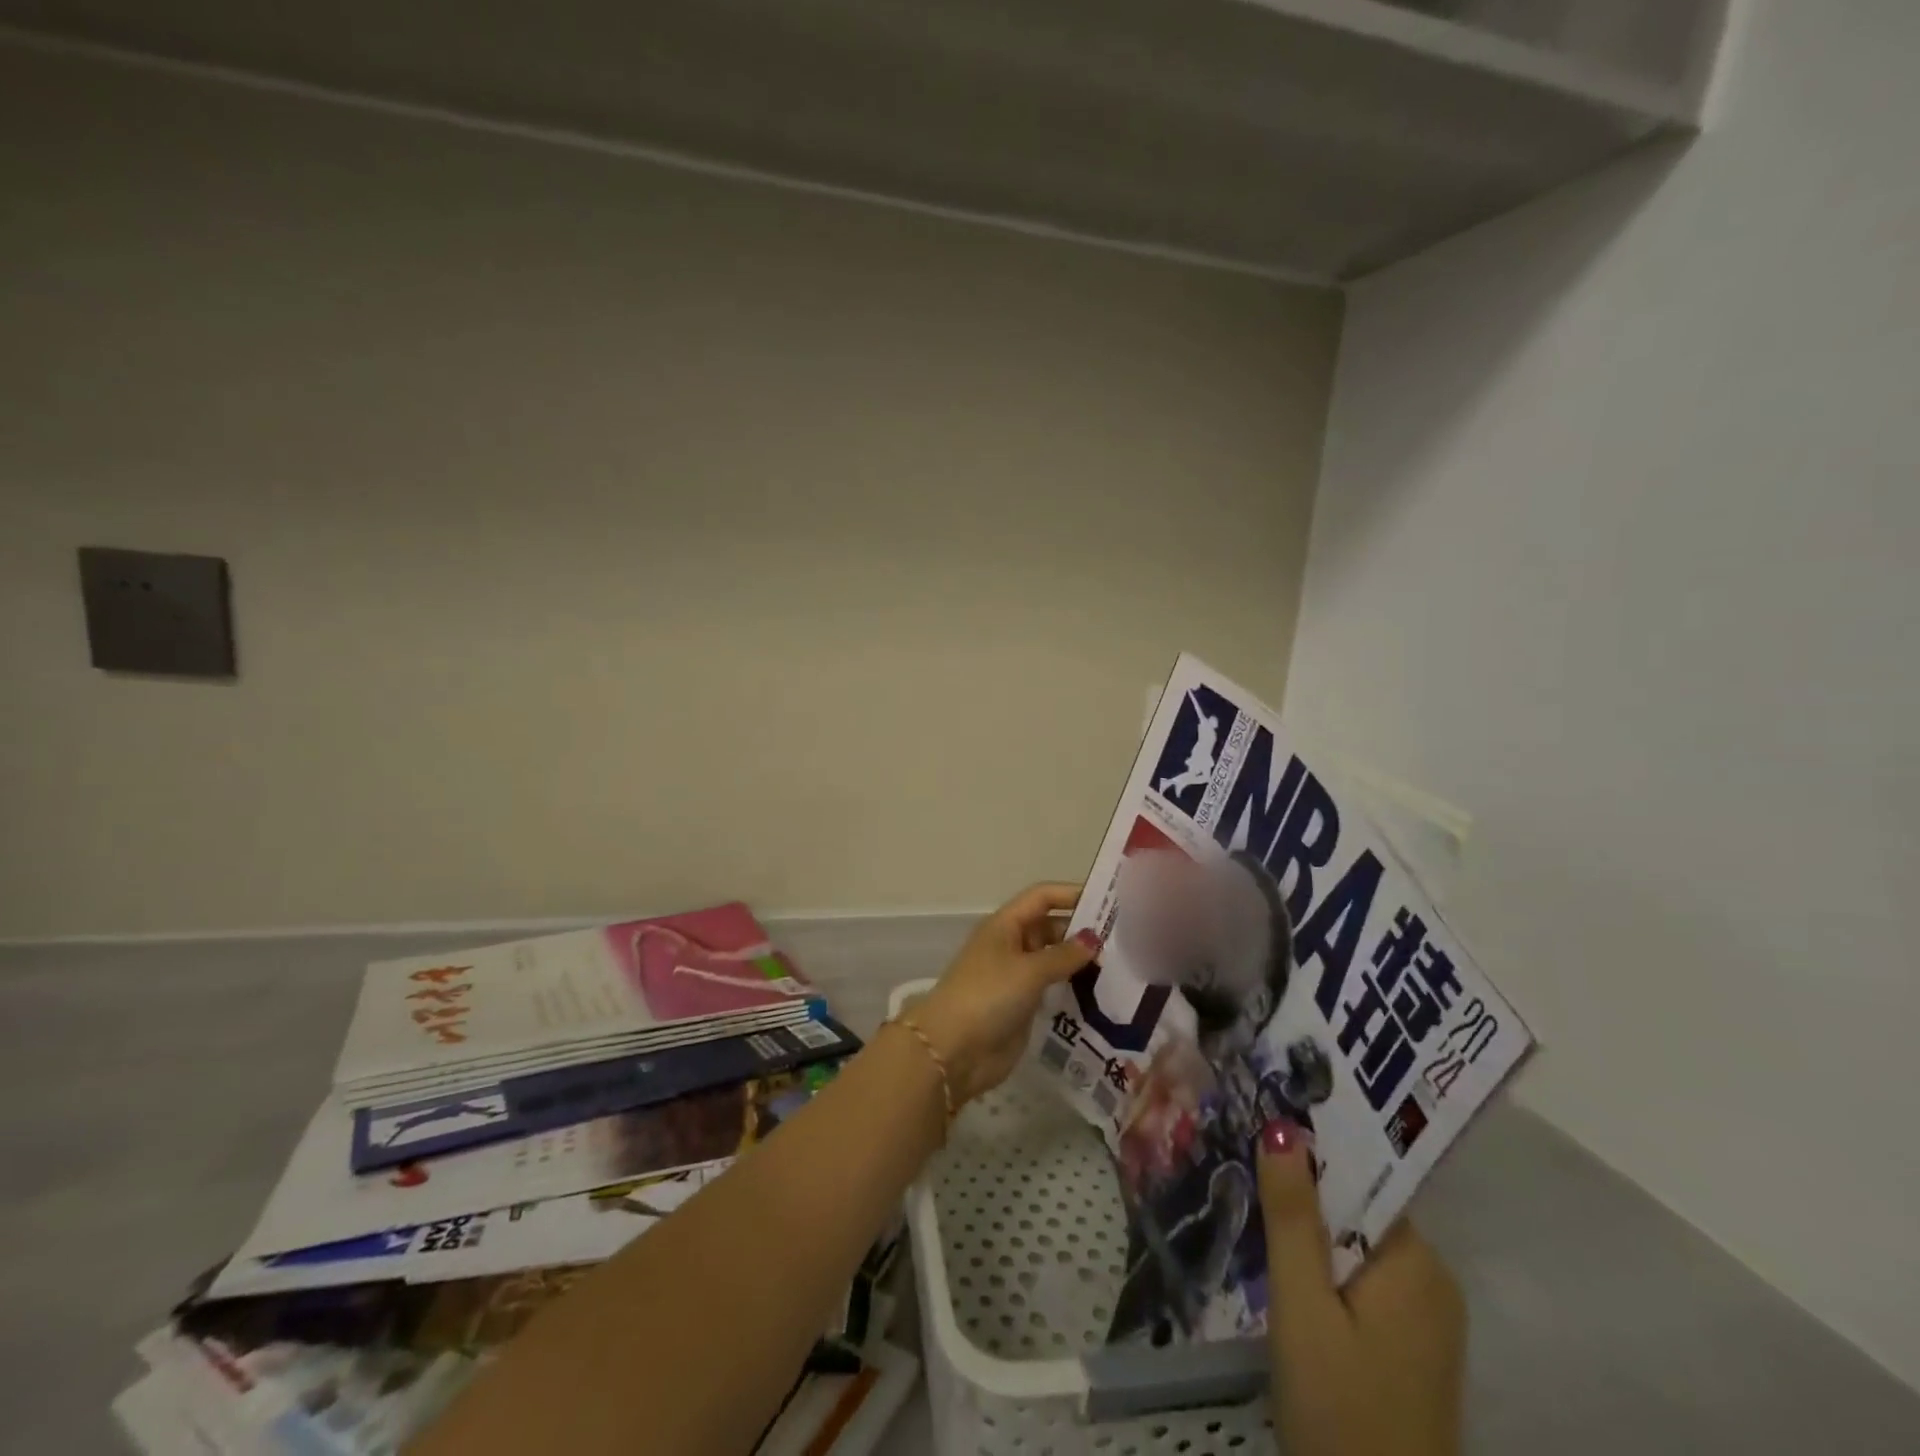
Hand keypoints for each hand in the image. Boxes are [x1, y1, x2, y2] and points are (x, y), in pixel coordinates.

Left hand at [908, 883, 1101, 1105]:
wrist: (953, 1050)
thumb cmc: (988, 996)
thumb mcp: (1028, 970)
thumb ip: (1064, 955)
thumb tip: (1094, 939)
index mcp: (1006, 925)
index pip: (1042, 897)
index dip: (1072, 894)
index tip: (1109, 902)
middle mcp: (1011, 945)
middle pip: (1051, 927)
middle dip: (1082, 931)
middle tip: (1125, 941)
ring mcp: (1016, 976)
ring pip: (1054, 959)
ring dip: (1081, 962)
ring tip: (1122, 967)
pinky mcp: (1023, 1005)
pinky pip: (1053, 987)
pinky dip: (1074, 987)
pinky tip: (1103, 994)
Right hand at [1258, 1120, 1465, 1455]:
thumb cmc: (1339, 1409)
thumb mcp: (1302, 1305)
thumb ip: (1293, 1215)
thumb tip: (1283, 1127)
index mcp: (1417, 1262)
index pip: (1362, 1179)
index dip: (1312, 1154)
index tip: (1263, 1134)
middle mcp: (1434, 1280)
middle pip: (1359, 1210)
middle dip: (1306, 1196)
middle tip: (1248, 1178)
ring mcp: (1428, 1319)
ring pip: (1358, 1247)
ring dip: (1313, 1235)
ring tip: (1259, 1219)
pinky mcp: (1413, 1350)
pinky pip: (1366, 1282)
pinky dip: (1328, 1271)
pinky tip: (1290, 1281)